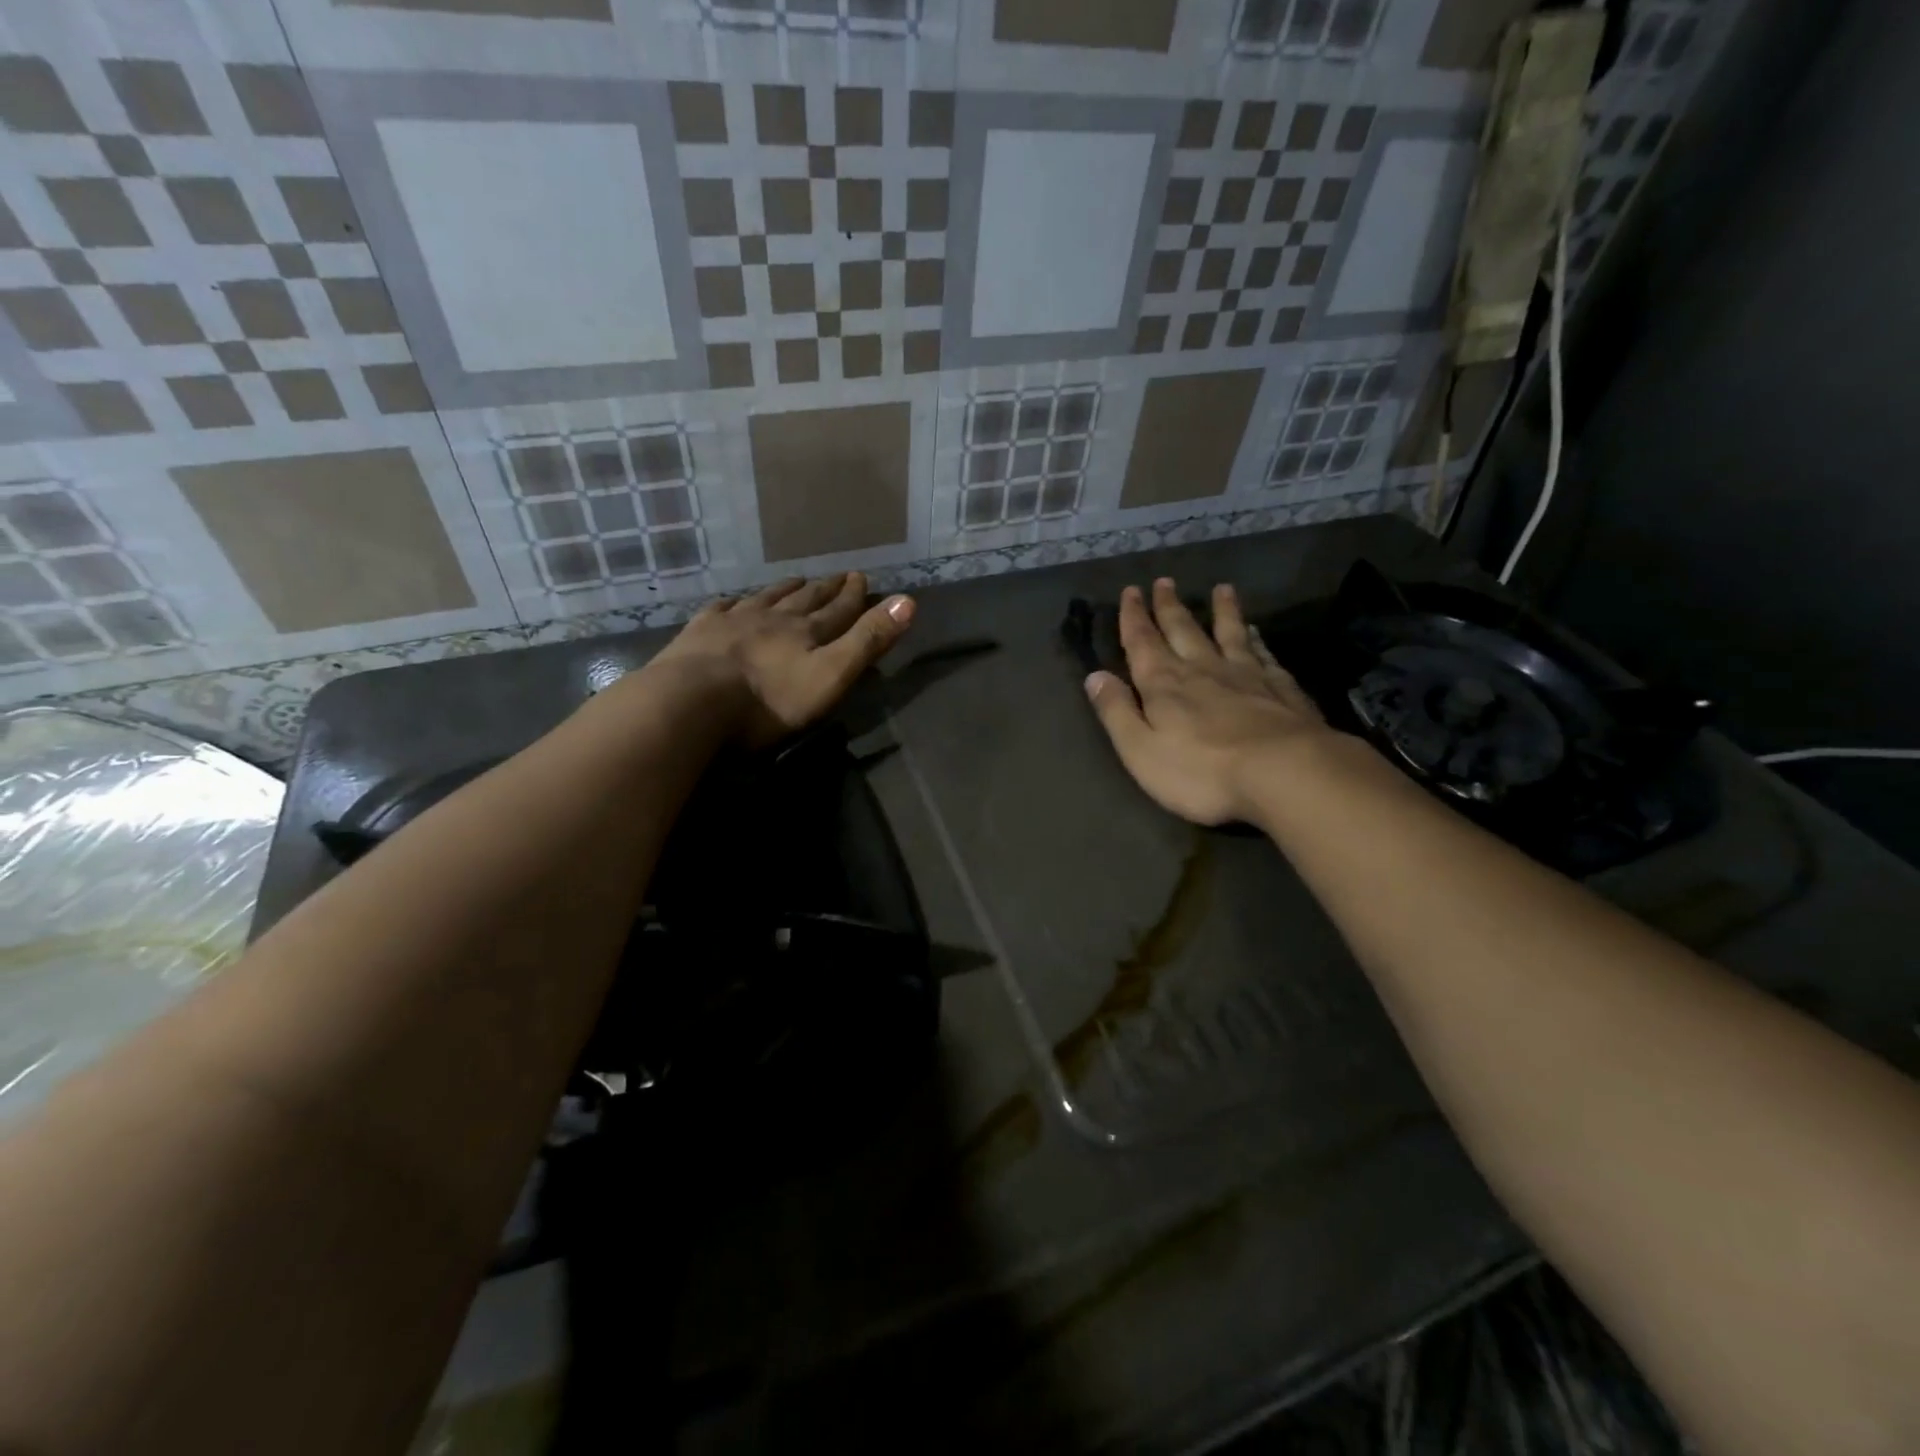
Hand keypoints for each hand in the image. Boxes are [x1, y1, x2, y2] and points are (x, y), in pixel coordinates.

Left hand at [649, 573, 913, 746]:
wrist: (691, 703)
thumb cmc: (769, 702)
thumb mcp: (831, 676)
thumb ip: (868, 641)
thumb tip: (909, 601)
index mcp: (807, 633)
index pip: (838, 611)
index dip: (854, 597)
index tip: (862, 577)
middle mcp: (773, 619)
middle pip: (805, 601)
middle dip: (825, 589)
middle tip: (838, 575)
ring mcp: (733, 622)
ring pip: (765, 599)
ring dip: (784, 590)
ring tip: (796, 580)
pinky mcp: (699, 634)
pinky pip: (721, 609)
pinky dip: (734, 603)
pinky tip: (733, 601)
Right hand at [1084, 579, 1335, 825]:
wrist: (1284, 773)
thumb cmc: (1201, 771)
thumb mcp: (1140, 750)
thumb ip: (1117, 712)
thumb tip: (1095, 676)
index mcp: (1164, 685)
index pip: (1142, 643)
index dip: (1133, 617)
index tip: (1131, 591)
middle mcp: (1202, 669)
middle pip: (1183, 630)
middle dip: (1169, 607)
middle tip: (1164, 582)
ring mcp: (1246, 676)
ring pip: (1229, 634)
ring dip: (1222, 611)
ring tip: (1221, 589)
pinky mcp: (1281, 689)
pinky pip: (1264, 655)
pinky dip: (1257, 640)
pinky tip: (1257, 632)